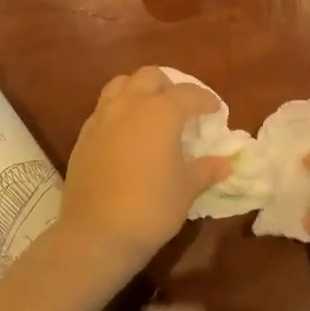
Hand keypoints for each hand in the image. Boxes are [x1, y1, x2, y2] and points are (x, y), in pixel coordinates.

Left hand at [58, 68, 230, 270]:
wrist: (97, 233)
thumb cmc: (152, 206)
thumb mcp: (187, 188)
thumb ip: (207, 169)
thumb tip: (226, 163)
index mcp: (160, 112)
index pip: (188, 94)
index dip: (205, 99)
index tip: (215, 110)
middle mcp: (129, 105)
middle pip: (150, 77)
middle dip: (169, 86)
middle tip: (182, 107)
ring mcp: (102, 118)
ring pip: (121, 85)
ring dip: (139, 90)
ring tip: (151, 111)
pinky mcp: (84, 136)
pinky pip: (104, 109)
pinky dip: (119, 110)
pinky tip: (127, 134)